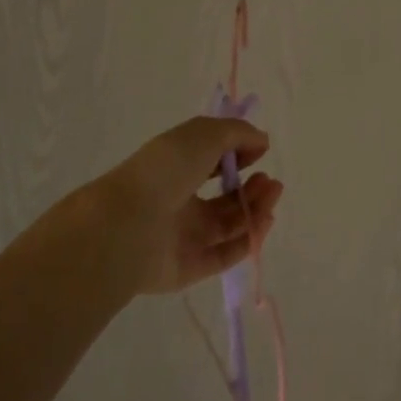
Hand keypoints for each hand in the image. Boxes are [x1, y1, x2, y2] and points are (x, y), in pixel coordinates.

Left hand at [89, 116, 283, 296]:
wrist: (128, 225)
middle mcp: (180, 202)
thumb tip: (261, 140)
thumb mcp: (203, 135)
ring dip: (255, 209)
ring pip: (229, 225)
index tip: (259, 150)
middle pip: (225, 198)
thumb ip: (237, 133)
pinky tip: (264, 222)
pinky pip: (225, 254)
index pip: (211, 161)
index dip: (238, 154)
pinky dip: (248, 240)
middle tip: (270, 181)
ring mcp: (184, 237)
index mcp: (176, 168)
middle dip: (252, 187)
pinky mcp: (190, 267)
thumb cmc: (165, 171)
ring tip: (272, 194)